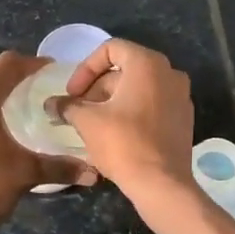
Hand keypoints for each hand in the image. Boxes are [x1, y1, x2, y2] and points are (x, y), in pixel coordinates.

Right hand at [59, 40, 196, 196]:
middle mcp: (169, 73)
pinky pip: (153, 104)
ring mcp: (181, 96)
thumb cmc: (123, 143)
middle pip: (125, 69)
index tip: (73, 93)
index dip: (86, 68)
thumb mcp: (87, 121)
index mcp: (147, 64)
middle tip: (78, 110)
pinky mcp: (184, 119)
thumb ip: (67, 106)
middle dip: (97, 87)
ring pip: (139, 87)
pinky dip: (132, 111)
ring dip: (112, 100)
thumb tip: (51, 104)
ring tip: (93, 123)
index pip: (110, 49)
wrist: (161, 184)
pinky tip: (115, 133)